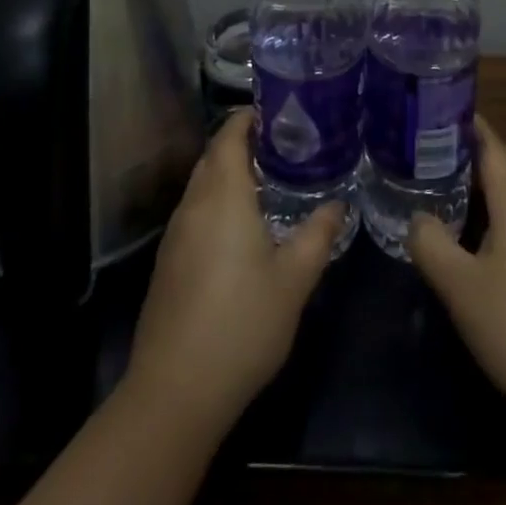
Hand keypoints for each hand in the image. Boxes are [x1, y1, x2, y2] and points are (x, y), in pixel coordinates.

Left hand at [123, 109, 342, 431]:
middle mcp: (194, 204)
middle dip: (241, 142)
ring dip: (227, 172)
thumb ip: (318, 236)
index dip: (248, 117)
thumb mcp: (293, 281)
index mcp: (223, 195)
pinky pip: (194, 211)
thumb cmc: (241, 325)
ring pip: (201, 184)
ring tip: (266, 180)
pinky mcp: (167, 262)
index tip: (278, 112)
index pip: (228, 135)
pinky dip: (216, 201)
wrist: (174, 392)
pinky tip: (239, 227)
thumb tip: (338, 204)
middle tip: (281, 144)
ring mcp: (175, 234)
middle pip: (213, 155)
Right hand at [409, 116, 505, 429]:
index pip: (493, 147)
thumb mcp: (459, 287)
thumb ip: (431, 244)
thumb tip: (417, 217)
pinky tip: (490, 229)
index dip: (470, 126)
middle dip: (479, 148)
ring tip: (461, 182)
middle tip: (439, 148)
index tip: (440, 110)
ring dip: (496, 176)